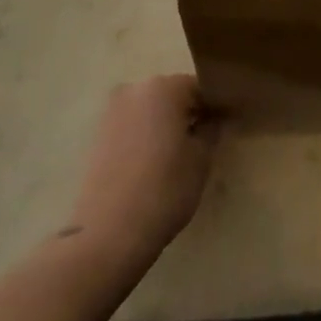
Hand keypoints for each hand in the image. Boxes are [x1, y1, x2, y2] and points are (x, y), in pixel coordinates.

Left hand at [65, 75, 222, 263]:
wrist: (107, 233)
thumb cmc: (164, 190)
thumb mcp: (201, 159)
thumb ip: (211, 129)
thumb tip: (213, 118)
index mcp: (164, 87)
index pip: (199, 87)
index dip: (214, 106)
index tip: (224, 127)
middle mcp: (135, 89)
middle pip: (171, 95)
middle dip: (187, 114)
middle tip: (201, 144)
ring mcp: (112, 111)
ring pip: (149, 111)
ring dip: (163, 126)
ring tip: (175, 158)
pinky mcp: (97, 135)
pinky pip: (131, 127)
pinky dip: (143, 138)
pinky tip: (151, 166)